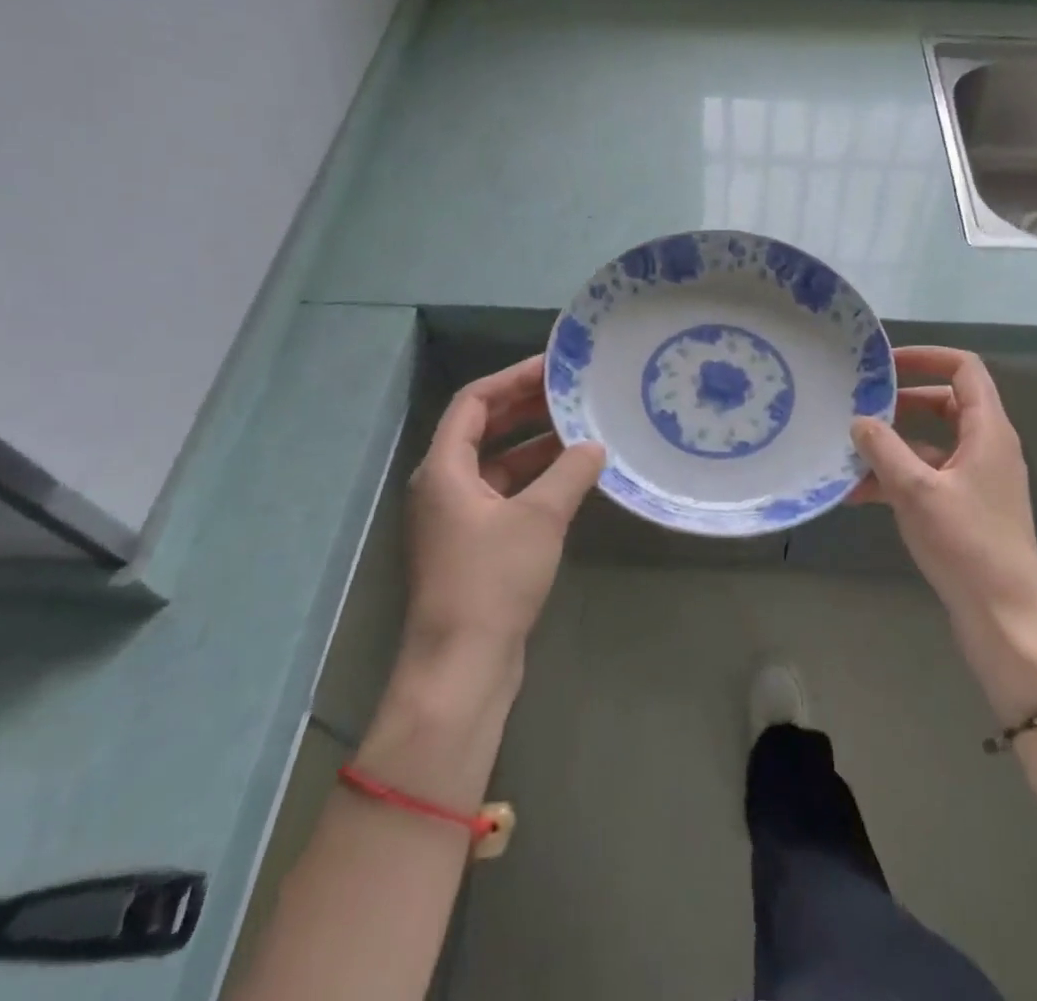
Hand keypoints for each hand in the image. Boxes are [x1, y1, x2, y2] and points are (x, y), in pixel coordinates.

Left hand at [401, 356, 604, 672]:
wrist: (461, 667)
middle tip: (571, 393)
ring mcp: (455, 519)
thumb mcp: (539, 518)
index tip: (552, 368)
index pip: (473, 402)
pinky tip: (570, 481)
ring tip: (580, 431)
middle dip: (525, 409)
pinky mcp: (471, 546)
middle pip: (482, 430)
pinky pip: (502, 495)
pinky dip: (532, 481)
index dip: (512, 379)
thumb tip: (594, 445)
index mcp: (443, 469)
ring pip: (495, 464)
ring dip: (534, 446)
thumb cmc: (492, 580)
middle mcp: (442, 487)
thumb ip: (570, 473)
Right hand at [850, 347, 1036, 718]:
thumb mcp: (915, 491)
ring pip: (932, 445)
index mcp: (989, 431)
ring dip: (893, 446)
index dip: (927, 357)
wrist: (1006, 620)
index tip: (885, 365)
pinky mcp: (968, 510)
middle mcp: (988, 448)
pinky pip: (929, 478)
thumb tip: (859, 420)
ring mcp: (978, 481)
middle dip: (902, 403)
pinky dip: (898, 479)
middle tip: (862, 407)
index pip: (964, 370)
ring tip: (848, 454)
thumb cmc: (966, 545)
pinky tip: (857, 495)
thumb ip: (884, 449)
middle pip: (946, 404)